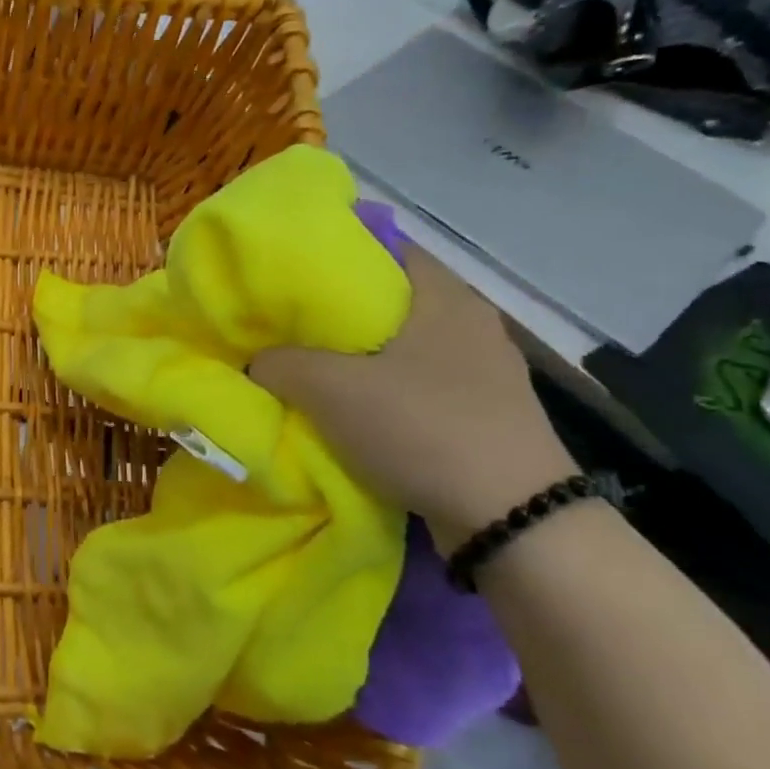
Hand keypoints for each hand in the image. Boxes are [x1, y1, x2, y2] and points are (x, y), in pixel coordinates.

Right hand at [249, 248, 579, 554]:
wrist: (512, 520)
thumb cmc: (422, 428)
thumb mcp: (331, 390)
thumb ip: (280, 364)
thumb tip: (257, 361)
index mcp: (445, 297)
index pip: (386, 248)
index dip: (336, 254)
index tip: (292, 273)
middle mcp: (471, 323)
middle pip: (392, 300)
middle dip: (339, 312)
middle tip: (289, 323)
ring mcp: (485, 371)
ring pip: (405, 346)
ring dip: (362, 356)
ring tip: (313, 367)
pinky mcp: (487, 413)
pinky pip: (421, 384)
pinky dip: (386, 389)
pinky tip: (355, 409)